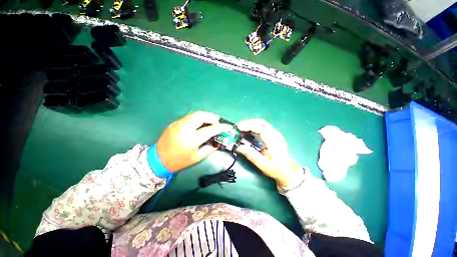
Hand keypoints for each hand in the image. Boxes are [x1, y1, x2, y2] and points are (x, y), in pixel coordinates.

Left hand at [156, 111, 231, 171]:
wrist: (158, 160)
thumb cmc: (180, 161)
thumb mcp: (197, 157)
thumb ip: (210, 148)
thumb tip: (218, 141)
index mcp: (191, 139)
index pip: (210, 130)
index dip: (221, 127)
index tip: (228, 127)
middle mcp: (185, 128)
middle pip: (201, 115)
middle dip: (212, 117)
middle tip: (217, 122)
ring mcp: (178, 123)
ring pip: (195, 114)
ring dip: (205, 116)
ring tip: (210, 122)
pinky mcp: (175, 122)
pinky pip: (189, 117)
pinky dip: (198, 118)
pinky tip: (200, 124)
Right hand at [236, 119, 299, 186]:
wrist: (288, 172)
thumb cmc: (276, 169)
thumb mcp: (263, 165)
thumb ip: (251, 155)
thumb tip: (239, 147)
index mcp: (274, 142)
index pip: (260, 129)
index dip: (249, 126)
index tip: (239, 127)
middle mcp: (276, 135)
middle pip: (262, 123)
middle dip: (249, 122)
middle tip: (238, 126)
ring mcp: (276, 134)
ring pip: (263, 123)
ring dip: (251, 123)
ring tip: (242, 126)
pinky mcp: (274, 135)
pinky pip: (264, 126)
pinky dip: (255, 125)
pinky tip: (249, 129)